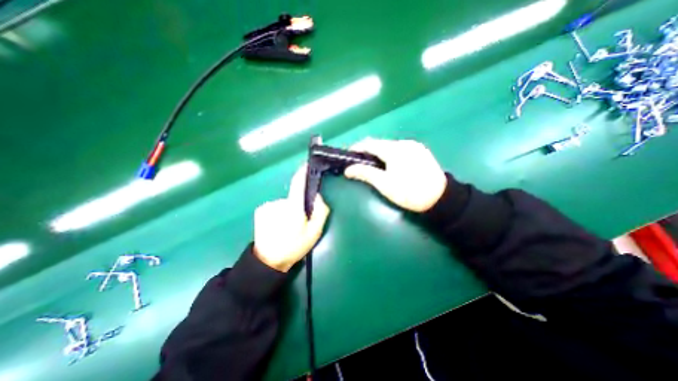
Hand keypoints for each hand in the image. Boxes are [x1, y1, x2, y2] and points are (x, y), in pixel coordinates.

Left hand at [252, 166, 329, 272]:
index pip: (297, 184)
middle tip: (301, 221)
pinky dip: (279, 212)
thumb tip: (318, 196)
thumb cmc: (294, 247)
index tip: (307, 164)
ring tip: (288, 226)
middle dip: (298, 205)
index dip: (302, 172)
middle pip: (293, 197)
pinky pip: (275, 207)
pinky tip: (278, 225)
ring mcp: (267, 206)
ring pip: (284, 203)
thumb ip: (320, 212)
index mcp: (293, 208)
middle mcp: (279, 203)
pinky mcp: (260, 210)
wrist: (268, 261)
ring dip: (288, 210)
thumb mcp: (314, 232)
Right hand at [344, 138, 445, 212]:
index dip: (357, 148)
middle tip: (360, 162)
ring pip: (390, 146)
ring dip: (379, 153)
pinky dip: (391, 154)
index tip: (349, 155)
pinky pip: (400, 149)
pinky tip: (390, 164)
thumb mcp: (384, 184)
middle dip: (368, 151)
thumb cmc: (409, 192)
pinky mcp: (421, 151)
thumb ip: (365, 173)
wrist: (440, 198)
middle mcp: (404, 143)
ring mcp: (414, 146)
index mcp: (394, 149)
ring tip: (374, 164)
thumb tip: (348, 170)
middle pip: (380, 144)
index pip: (370, 144)